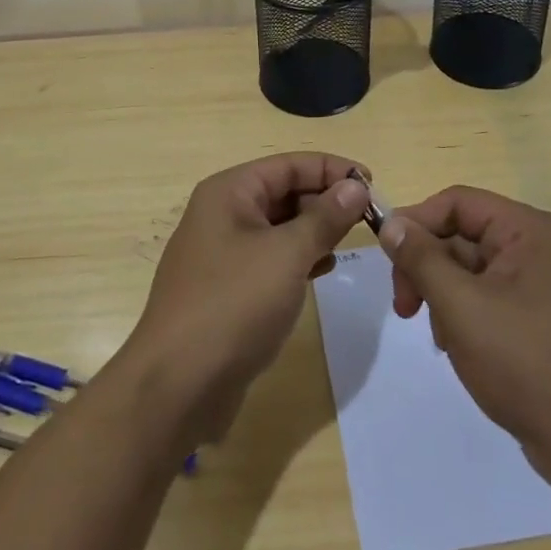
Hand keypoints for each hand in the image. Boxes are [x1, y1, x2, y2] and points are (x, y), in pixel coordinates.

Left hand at [124, 153, 368, 447]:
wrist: (178, 384)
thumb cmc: (234, 305)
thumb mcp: (287, 255)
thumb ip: (325, 218)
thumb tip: (355, 186)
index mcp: (229, 192)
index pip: (289, 164)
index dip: (332, 170)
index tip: (372, 184)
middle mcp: (222, 213)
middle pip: (283, 191)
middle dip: (325, 201)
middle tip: (368, 220)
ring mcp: (222, 252)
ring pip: (279, 226)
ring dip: (314, 230)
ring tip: (349, 243)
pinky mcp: (228, 287)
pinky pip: (270, 257)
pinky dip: (298, 258)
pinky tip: (322, 270)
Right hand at [379, 185, 550, 483]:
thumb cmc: (522, 363)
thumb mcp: (459, 305)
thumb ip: (421, 258)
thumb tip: (391, 223)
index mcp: (526, 230)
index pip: (456, 202)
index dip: (416, 222)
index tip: (388, 260)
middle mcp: (535, 245)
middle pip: (460, 234)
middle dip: (426, 267)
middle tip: (403, 307)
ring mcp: (538, 282)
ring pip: (468, 267)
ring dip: (441, 294)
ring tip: (439, 336)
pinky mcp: (536, 315)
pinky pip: (485, 294)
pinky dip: (461, 312)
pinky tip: (456, 345)